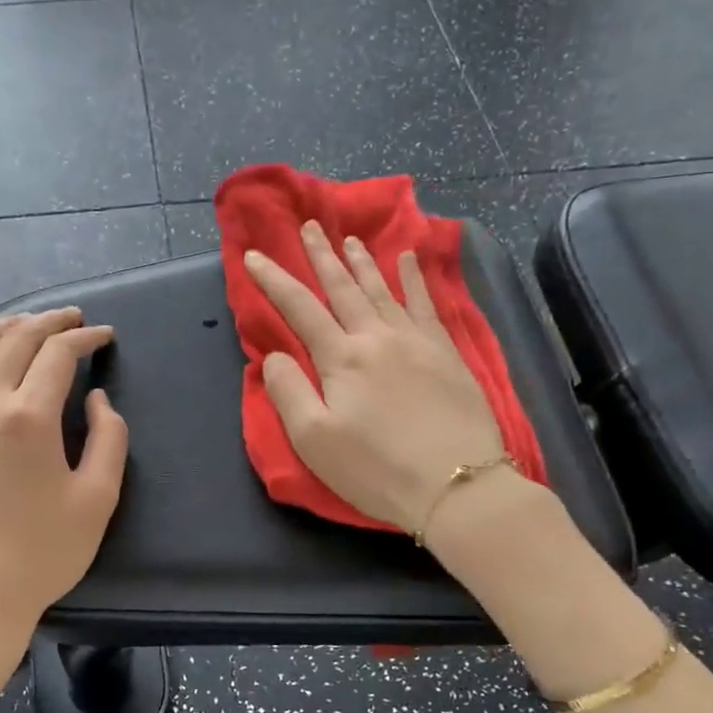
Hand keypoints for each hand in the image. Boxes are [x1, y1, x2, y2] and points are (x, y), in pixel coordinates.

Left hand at [0, 308, 128, 655]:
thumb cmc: (42, 553)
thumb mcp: (97, 499)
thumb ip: (108, 439)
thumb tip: (96, 399)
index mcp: (28, 418)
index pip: (57, 354)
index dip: (85, 338)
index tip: (104, 336)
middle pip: (14, 340)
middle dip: (48, 321)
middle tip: (73, 319)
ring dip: (3, 329)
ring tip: (25, 324)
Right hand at [244, 221, 505, 532]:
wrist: (459, 486)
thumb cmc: (377, 469)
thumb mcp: (314, 440)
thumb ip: (288, 391)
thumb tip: (274, 355)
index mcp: (342, 358)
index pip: (299, 307)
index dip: (274, 279)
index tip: (253, 255)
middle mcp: (378, 337)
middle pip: (344, 288)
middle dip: (322, 256)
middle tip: (310, 225)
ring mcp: (417, 341)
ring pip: (383, 289)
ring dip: (364, 262)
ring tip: (350, 238)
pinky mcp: (447, 353)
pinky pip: (427, 304)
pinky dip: (415, 279)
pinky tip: (410, 260)